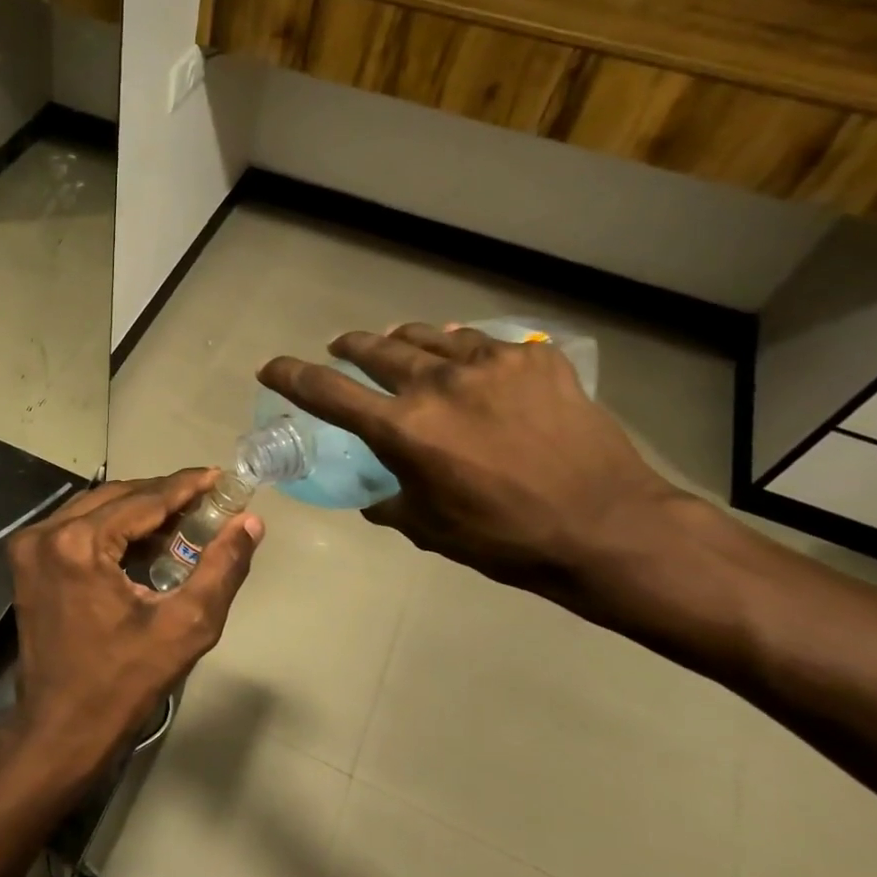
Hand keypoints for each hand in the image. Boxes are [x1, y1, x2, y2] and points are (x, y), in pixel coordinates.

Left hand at [0, 469, 261, 794]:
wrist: (61, 729)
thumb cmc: (124, 683)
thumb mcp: (185, 626)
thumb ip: (221, 568)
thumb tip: (249, 522)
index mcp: (78, 544)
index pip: (143, 499)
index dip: (185, 486)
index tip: (219, 476)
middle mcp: (46, 533)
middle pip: (116, 496)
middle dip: (163, 496)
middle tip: (207, 500)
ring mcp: (30, 547)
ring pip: (95, 508)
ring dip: (138, 509)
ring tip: (183, 519)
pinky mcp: (26, 563)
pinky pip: (77, 527)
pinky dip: (112, 527)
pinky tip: (145, 540)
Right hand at [258, 324, 685, 597]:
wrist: (606, 527)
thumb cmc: (505, 538)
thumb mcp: (429, 528)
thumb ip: (390, 502)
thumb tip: (377, 496)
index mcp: (403, 430)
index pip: (328, 392)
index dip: (291, 376)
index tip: (271, 366)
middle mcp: (438, 384)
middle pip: (375, 350)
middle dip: (348, 348)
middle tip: (341, 350)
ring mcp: (490, 364)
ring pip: (427, 337)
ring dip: (402, 342)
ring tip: (397, 345)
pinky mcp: (534, 359)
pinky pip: (482, 343)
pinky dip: (461, 350)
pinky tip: (466, 361)